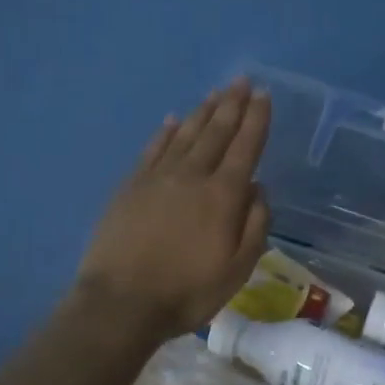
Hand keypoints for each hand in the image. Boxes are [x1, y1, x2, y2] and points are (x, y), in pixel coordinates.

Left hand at [75, 77, 272, 341]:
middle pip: (215, 132)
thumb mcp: (237, 270)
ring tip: (216, 93)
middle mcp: (191, 176)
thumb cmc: (187, 292)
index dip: (256, 119)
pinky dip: (165, 132)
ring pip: (185, 134)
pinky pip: (152, 149)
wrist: (121, 303)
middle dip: (232, 105)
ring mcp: (157, 178)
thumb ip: (254, 226)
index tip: (263, 95)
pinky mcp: (130, 186)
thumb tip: (257, 188)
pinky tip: (173, 120)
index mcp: (222, 196)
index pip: (245, 147)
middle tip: (242, 81)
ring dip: (203, 112)